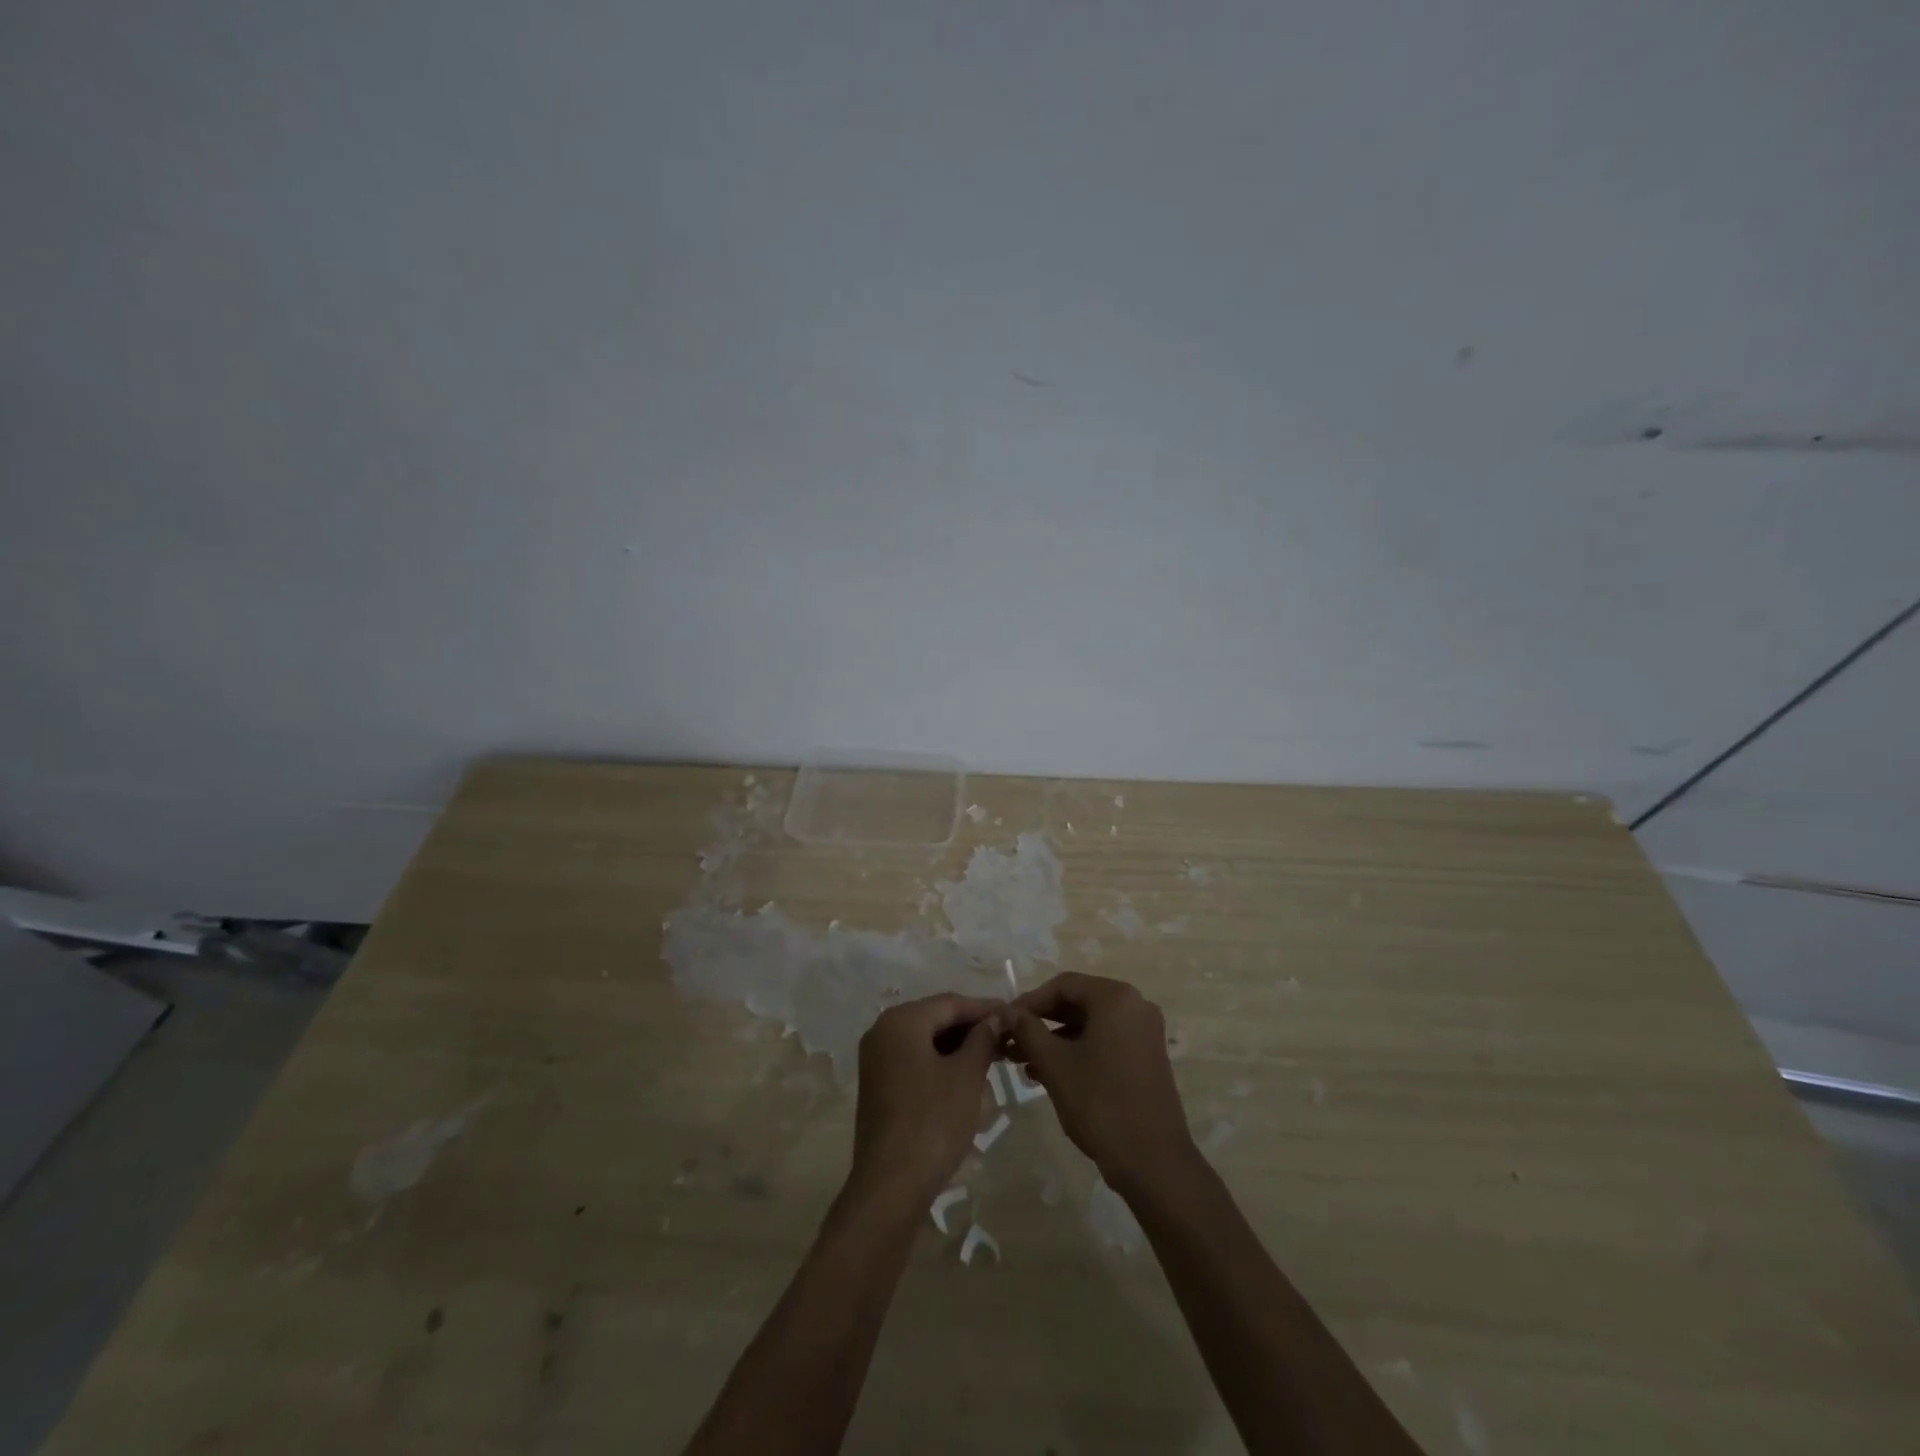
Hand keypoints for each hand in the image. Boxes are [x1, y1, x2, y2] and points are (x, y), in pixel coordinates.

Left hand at [848, 993, 1004, 1210]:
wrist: (890, 1185)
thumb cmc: (932, 1122)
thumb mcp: (966, 1076)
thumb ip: (983, 1039)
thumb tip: (998, 1017)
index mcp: (902, 1020)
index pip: (951, 1003)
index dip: (985, 1008)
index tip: (1014, 1014)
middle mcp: (883, 1030)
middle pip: (935, 1017)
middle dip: (972, 1026)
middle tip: (1007, 1036)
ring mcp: (876, 1057)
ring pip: (925, 1038)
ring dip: (958, 1044)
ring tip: (994, 1054)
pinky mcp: (877, 1082)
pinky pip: (914, 1057)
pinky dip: (940, 1059)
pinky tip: (966, 1072)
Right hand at [1007, 973, 1196, 1195]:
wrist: (1153, 1161)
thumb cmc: (1100, 1103)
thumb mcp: (1055, 1064)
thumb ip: (1027, 1030)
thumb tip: (1006, 1012)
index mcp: (1115, 998)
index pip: (1063, 985)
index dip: (1030, 1001)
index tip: (1005, 1021)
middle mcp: (1135, 1006)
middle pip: (1078, 1002)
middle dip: (1042, 1021)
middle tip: (1012, 1040)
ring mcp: (1144, 1032)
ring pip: (1090, 1024)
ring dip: (1056, 1038)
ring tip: (1024, 1061)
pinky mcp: (1146, 1057)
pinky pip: (1105, 1041)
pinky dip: (1078, 1051)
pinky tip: (1050, 1073)